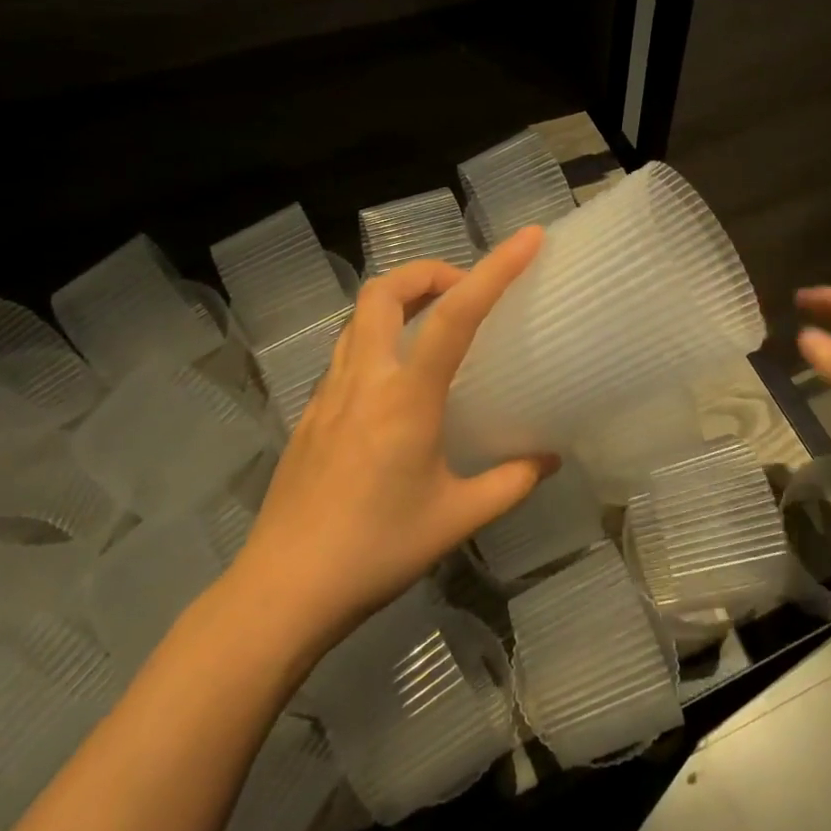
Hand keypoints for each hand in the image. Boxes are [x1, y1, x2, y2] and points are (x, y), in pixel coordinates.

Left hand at [231, 228, 556, 657]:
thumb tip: (549, 459)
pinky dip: (376, 340)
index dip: (495, 269)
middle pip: (384, 292)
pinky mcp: (308, 415)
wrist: (281, 592)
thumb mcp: (456, 519)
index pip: (456, 315)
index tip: (527, 239)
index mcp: (406, 398)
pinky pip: (345, 354)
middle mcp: (364, 380)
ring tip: (432, 326)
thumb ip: (510, 483)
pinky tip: (394, 385)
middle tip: (462, 291)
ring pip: (357, 318)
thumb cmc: (375, 551)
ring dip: (397, 303)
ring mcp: (328, 395)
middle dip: (427, 272)